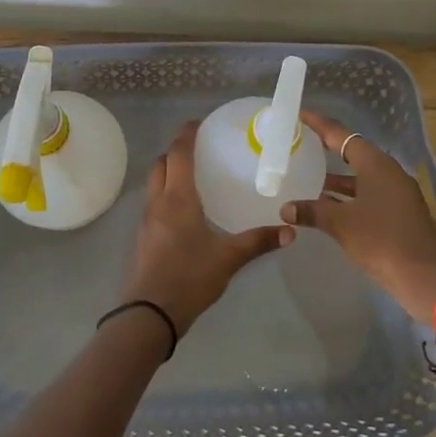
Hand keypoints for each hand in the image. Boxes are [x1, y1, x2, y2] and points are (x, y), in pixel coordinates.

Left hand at [122, 120, 291, 336]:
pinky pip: (154, 203)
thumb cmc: (189, 278)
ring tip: (193, 176)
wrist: (149, 314)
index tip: (198, 123)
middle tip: (199, 149)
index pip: (178, 154)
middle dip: (175, 151)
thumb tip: (291, 231)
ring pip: (154, 183)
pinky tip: (185, 210)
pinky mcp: (144, 237)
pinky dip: (166, 193)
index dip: (186, 135)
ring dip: (168, 172)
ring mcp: (147, 220)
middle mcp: (158, 202)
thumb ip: (258, 242)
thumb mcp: (228, 258)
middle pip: (160, 164)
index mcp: (177, 198)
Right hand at [282, 110, 435, 322]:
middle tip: (300, 144)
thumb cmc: (381, 240)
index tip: (300, 114)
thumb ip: (312, 211)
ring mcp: (395, 193)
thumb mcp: (341, 224)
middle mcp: (387, 172)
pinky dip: (347, 197)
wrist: (425, 276)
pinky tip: (326, 206)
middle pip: (352, 152)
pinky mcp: (398, 213)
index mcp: (376, 164)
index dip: (319, 124)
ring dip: (336, 178)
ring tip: (306, 176)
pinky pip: (367, 194)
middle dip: (326, 149)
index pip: (342, 135)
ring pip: (360, 176)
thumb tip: (286, 208)